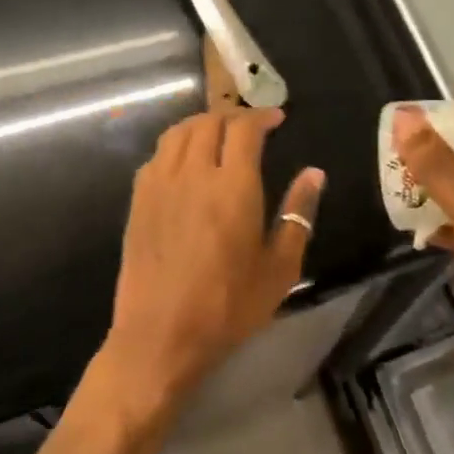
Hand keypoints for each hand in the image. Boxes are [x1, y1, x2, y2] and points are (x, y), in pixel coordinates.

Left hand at [97, 108, 324, 420]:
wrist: (159, 337)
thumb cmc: (228, 306)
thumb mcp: (279, 268)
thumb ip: (298, 214)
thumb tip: (315, 173)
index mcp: (233, 187)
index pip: (245, 128)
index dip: (262, 116)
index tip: (277, 119)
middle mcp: (194, 174)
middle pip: (210, 122)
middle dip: (234, 116)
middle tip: (251, 127)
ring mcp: (160, 185)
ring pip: (179, 132)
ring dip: (202, 124)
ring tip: (219, 134)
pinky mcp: (138, 201)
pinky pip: (157, 155)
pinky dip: (176, 145)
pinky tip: (185, 161)